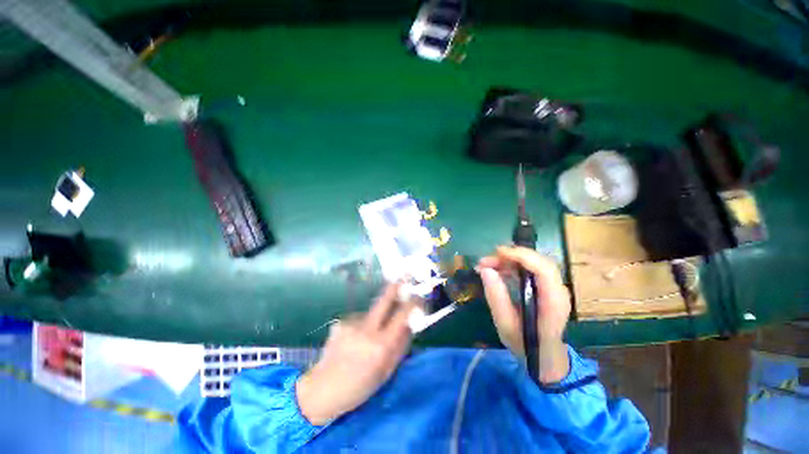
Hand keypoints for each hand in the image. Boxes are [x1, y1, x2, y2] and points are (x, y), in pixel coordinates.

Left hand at [296, 284, 413, 424]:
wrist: (321, 390)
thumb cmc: (359, 388)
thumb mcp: (386, 372)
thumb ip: (400, 346)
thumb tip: (410, 324)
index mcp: (380, 345)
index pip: (401, 316)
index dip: (412, 303)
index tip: (419, 296)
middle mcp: (366, 329)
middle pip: (384, 300)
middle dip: (395, 287)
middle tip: (403, 277)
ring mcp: (351, 323)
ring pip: (371, 312)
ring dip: (375, 318)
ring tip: (366, 338)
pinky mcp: (340, 322)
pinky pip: (359, 319)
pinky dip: (361, 326)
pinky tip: (353, 340)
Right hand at [477, 246, 571, 383]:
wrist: (544, 357)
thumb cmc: (525, 345)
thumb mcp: (505, 325)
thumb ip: (496, 297)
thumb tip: (485, 270)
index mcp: (553, 301)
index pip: (543, 269)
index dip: (521, 256)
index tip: (497, 253)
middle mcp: (557, 290)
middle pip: (537, 262)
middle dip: (510, 256)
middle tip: (486, 261)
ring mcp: (553, 288)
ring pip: (532, 263)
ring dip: (508, 260)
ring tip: (485, 265)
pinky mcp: (545, 287)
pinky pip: (528, 269)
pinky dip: (511, 266)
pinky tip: (496, 271)